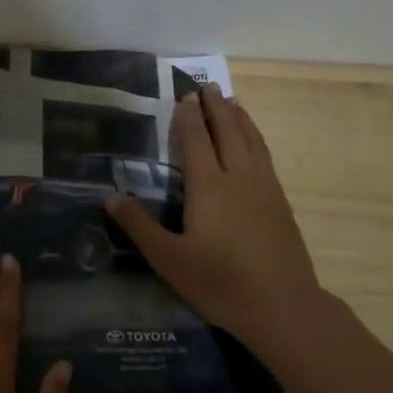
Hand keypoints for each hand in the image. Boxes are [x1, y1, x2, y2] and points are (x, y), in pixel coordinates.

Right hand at [106, 83, 324, 358]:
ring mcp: (265, 188)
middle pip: (228, 132)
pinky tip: (254, 143)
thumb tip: (110, 196)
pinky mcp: (281, 203)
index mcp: (209, 187)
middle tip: (208, 86)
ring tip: (232, 101)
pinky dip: (256, 138)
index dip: (189, 117)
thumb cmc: (219, 283)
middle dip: (216, 107)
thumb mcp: (169, 259)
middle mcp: (239, 178)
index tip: (185, 95)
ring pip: (252, 141)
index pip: (196, 141)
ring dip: (240, 118)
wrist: (282, 306)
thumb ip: (139, 226)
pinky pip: (265, 156)